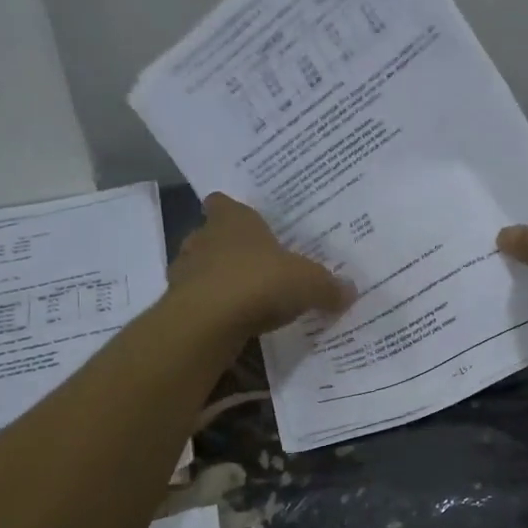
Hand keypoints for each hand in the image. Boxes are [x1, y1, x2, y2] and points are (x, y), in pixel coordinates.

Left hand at [169, 193, 353, 337]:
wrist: (207, 323)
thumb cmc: (259, 282)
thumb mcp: (309, 284)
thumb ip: (329, 286)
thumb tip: (350, 290)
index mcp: (233, 220)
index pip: (223, 203)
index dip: (232, 211)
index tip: (246, 223)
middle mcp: (203, 238)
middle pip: (211, 236)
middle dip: (228, 249)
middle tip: (255, 265)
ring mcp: (185, 271)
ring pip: (201, 269)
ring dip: (217, 280)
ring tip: (245, 297)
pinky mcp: (177, 304)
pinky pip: (198, 301)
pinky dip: (212, 309)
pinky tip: (233, 322)